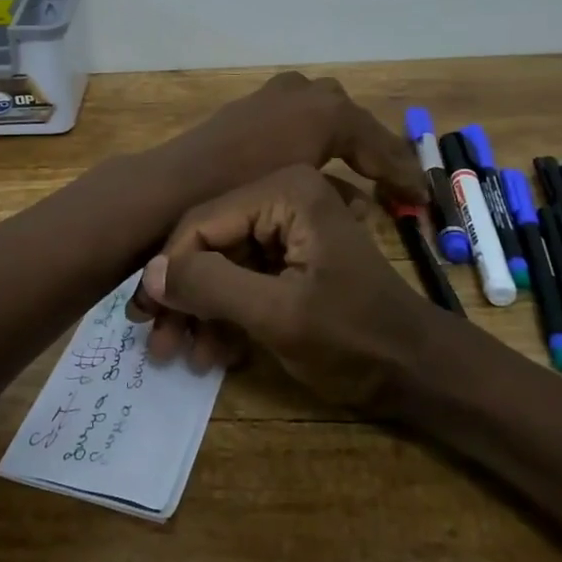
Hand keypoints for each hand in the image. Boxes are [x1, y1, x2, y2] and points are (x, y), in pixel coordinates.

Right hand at [127, 164, 440, 408]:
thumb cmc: (354, 338)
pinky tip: (216, 352)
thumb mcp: (278, 314)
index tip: (144, 317)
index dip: (169, 269)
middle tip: (157, 345)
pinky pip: (243, 277)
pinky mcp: (291, 255)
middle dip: (184, 296)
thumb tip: (149, 274)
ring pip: (222, 263)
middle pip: (210, 242)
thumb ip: (211, 286)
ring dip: (201, 311)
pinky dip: (227, 314)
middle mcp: (283, 195)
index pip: (203, 221)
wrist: (417, 371)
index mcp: (286, 190)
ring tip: (183, 357)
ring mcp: (288, 226)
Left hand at [153, 71, 425, 210]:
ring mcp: (276, 93)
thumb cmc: (244, 193)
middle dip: (374, 151)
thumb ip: (341, 196)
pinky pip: (298, 117)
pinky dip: (313, 137)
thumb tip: (365, 205)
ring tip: (360, 173)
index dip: (402, 172)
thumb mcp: (302, 195)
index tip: (420, 197)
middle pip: (354, 122)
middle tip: (393, 181)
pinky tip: (312, 163)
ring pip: (325, 115)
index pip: (379, 142)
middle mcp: (305, 91)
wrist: (174, 186)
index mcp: (327, 110)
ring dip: (344, 142)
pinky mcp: (252, 104)